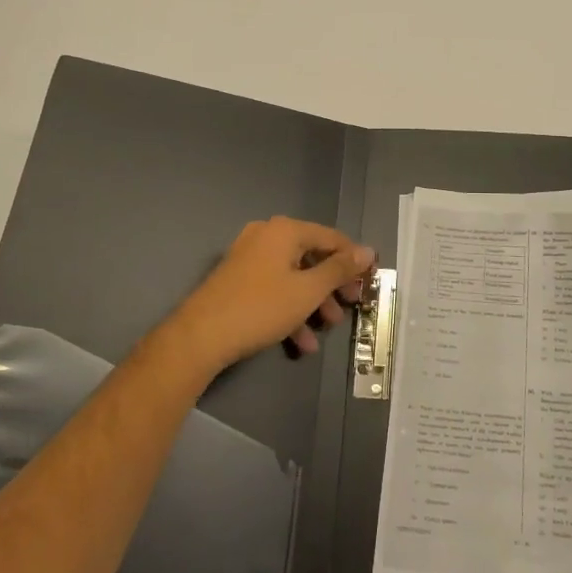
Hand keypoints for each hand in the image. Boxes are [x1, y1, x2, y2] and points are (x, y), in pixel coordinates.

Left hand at [157, 217, 374, 383]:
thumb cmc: (261, 307)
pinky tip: (300, 342)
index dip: (354, 259)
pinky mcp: (238, 279)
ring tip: (326, 329)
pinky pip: (274, 288)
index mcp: (285, 230)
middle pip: (312, 256)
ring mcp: (249, 257)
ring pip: (293, 276)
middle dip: (332, 285)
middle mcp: (267, 236)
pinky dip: (290, 309)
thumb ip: (340, 270)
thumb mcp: (308, 290)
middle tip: (350, 306)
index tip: (370, 281)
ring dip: (313, 302)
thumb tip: (368, 251)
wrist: (201, 336)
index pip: (331, 238)